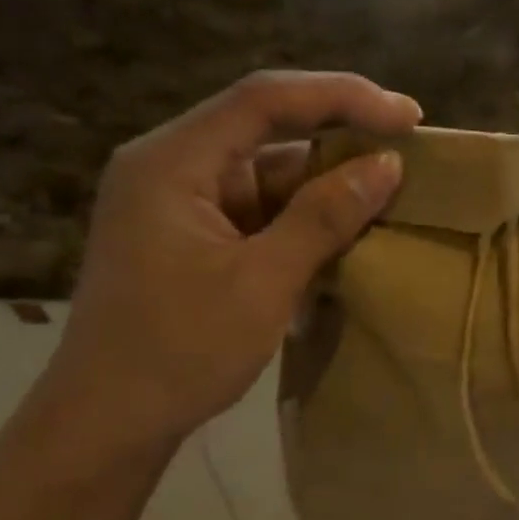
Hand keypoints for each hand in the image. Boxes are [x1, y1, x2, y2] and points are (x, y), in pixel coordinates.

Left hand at [41, 71, 420, 452]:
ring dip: (325, 186)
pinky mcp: (193, 236)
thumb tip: (388, 164)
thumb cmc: (179, 353)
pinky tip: (347, 233)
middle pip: (266, 129)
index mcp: (172, 162)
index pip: (265, 99)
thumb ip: (324, 217)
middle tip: (409, 154)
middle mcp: (172, 167)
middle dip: (339, 139)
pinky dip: (303, 219)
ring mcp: (181, 203)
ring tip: (391, 198)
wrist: (109, 423)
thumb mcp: (263, 283)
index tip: (409, 116)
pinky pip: (259, 209)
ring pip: (267, 173)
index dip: (343, 97)